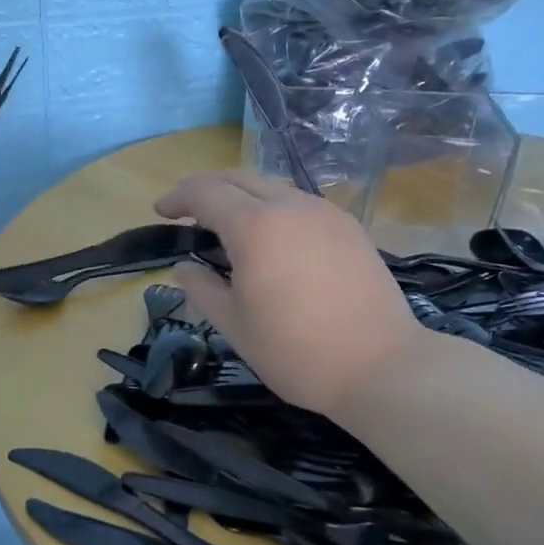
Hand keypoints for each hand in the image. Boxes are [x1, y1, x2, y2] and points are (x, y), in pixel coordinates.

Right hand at [157, 172, 422, 419]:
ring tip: (226, 227)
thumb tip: (183, 267)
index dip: (178, 197)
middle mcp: (290, 206)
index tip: (160, 211)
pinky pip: (299, 204)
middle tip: (186, 211)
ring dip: (241, 197)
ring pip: (271, 187)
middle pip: (238, 178)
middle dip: (206, 188)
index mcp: (255, 227)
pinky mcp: (349, 228)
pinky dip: (272, 209)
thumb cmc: (296, 351)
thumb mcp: (234, 325)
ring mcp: (325, 213)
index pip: (206, 192)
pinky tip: (271, 239)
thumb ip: (201, 289)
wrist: (383, 366)